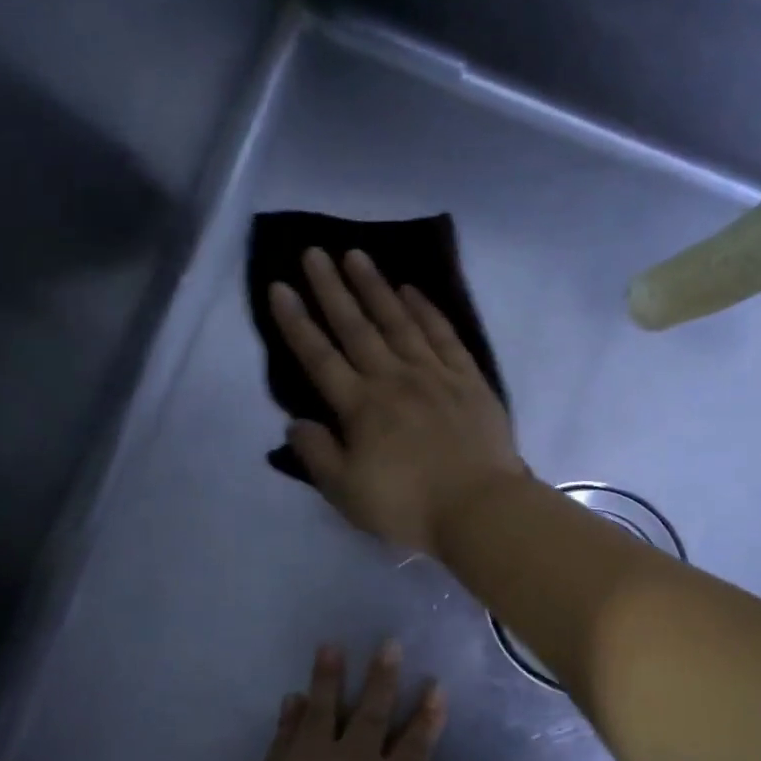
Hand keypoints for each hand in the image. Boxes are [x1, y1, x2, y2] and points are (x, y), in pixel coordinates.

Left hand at [204, 641, 444, 760]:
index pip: (416, 746)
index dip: (427, 716)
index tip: (435, 687)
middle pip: (371, 713)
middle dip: (383, 678)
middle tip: (388, 644)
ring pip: (322, 710)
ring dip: (328, 678)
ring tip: (330, 648)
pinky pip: (285, 736)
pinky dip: (290, 716)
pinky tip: (292, 700)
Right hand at [268, 247, 529, 552]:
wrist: (480, 509)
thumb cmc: (410, 507)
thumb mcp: (347, 494)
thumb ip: (318, 455)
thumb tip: (295, 421)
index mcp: (361, 408)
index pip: (319, 357)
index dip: (297, 322)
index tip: (280, 286)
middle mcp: (394, 379)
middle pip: (357, 327)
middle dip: (332, 288)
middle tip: (314, 252)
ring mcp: (434, 375)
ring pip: (399, 322)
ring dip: (375, 287)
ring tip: (357, 255)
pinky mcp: (468, 379)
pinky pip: (443, 335)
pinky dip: (426, 310)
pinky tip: (412, 290)